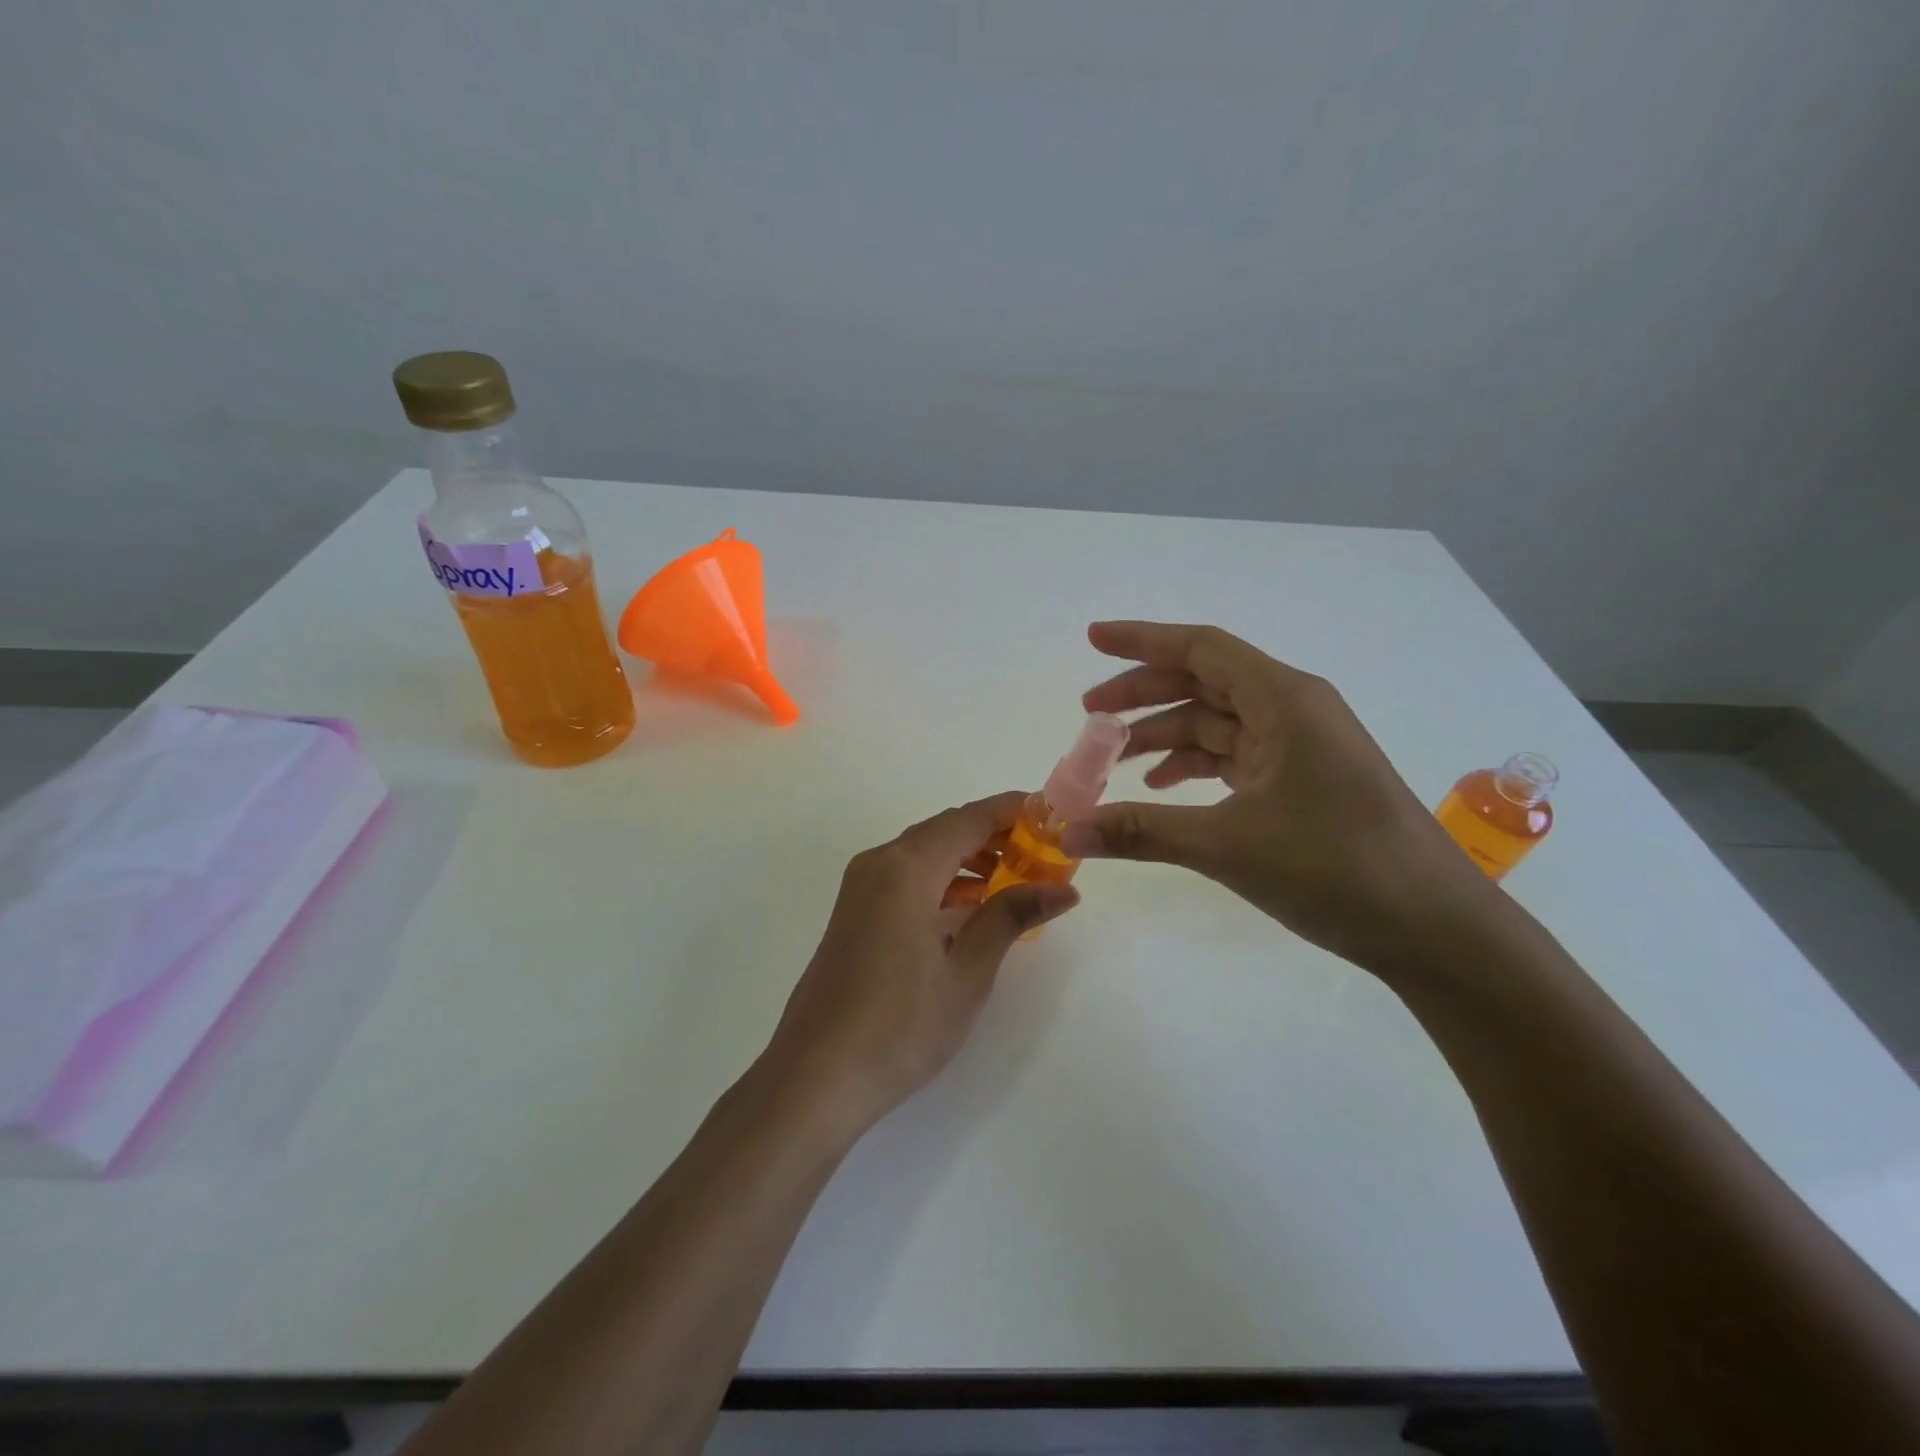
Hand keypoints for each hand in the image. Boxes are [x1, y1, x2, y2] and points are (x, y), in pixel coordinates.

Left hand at [765, 793, 1079, 1131]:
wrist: (816, 1077)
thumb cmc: (899, 1026)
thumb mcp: (967, 973)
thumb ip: (1010, 918)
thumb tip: (1064, 889)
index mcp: (906, 868)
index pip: (969, 819)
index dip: (1013, 811)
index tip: (1054, 816)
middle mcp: (879, 864)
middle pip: (946, 830)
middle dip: (996, 836)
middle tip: (1044, 854)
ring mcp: (860, 888)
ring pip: (925, 854)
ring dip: (969, 859)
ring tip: (1017, 881)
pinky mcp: (854, 913)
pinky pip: (906, 878)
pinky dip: (943, 882)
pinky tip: (972, 907)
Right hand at [1063, 621, 1497, 978]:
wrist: (1435, 928)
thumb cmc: (1336, 869)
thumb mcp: (1227, 846)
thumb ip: (1141, 831)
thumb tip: (1068, 831)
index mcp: (1284, 700)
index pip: (1201, 648)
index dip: (1142, 640)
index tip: (1092, 640)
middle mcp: (1293, 709)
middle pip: (1203, 682)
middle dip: (1142, 694)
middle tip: (1088, 715)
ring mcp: (1301, 746)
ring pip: (1217, 722)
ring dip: (1164, 735)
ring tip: (1114, 761)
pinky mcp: (1304, 779)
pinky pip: (1235, 755)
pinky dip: (1195, 765)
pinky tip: (1164, 788)